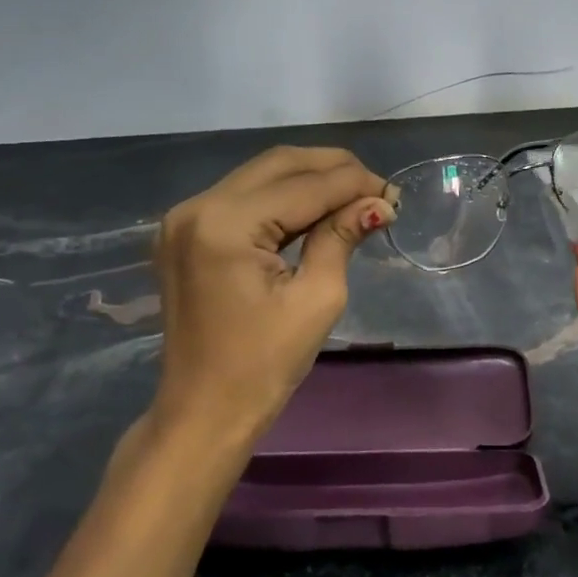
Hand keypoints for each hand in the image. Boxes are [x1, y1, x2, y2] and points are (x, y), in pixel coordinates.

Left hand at [149, 146, 393, 445]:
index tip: (393, 194)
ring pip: (261, 175)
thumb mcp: (317, 298)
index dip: (355, 184)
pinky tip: (315, 210)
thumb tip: (378, 203)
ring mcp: (184, 218)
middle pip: (279, 164)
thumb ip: (342, 237)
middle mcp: (198, 207)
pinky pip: (242, 197)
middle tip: (376, 189)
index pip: (305, 186)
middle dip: (333, 169)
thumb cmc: (264, 366)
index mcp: (226, 224)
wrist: (203, 412)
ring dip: (309, 179)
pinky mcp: (185, 233)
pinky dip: (282, 197)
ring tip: (353, 197)